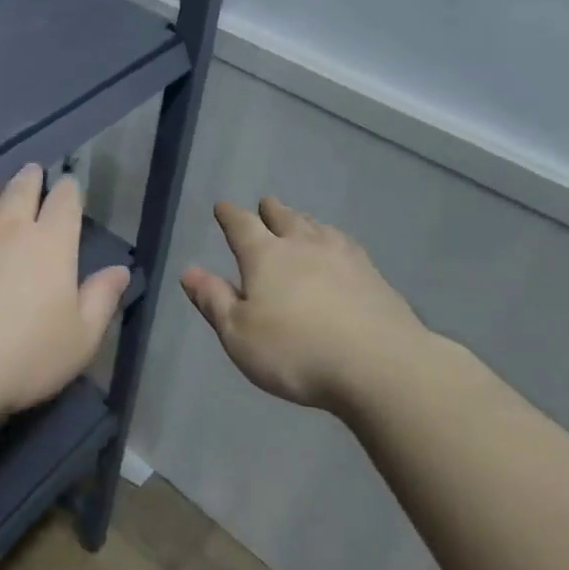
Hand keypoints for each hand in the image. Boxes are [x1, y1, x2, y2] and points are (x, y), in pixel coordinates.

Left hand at [0, 165, 130, 420]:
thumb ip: (101, 299)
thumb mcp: (80, 338)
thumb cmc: (25, 356)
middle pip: (22, 190)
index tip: (69, 184)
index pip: (65, 202)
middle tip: (32, 171)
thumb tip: (120, 270)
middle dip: (31, 178)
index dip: (69, 189)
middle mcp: (10, 228)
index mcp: (52, 244)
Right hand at [180, 197, 432, 411]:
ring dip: (304, 221)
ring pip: (318, 228)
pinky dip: (335, 241)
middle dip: (271, 211)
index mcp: (265, 256)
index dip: (229, 215)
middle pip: (284, 219)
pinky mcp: (374, 276)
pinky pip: (346, 245)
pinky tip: (341, 248)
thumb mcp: (239, 334)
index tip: (222, 206)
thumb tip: (188, 271)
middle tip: (265, 204)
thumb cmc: (296, 352)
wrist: (380, 365)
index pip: (242, 226)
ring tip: (301, 220)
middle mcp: (303, 246)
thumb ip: (214, 300)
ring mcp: (343, 257)